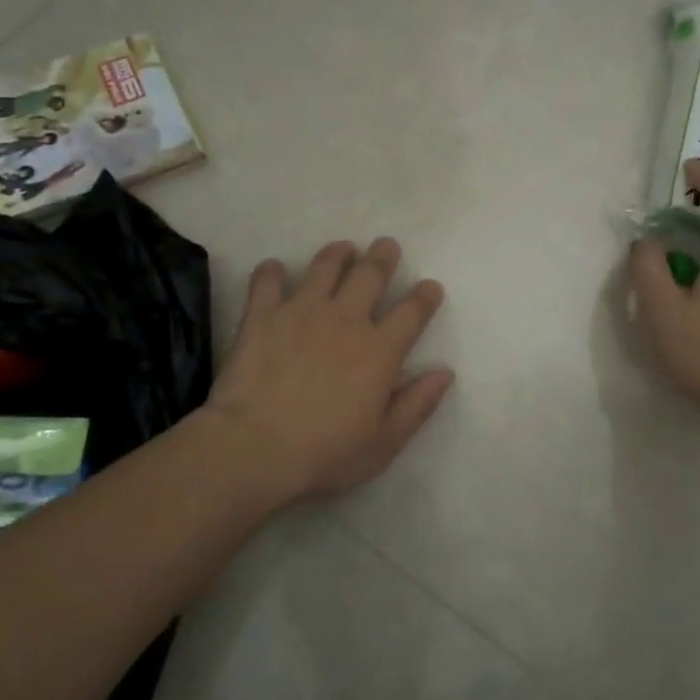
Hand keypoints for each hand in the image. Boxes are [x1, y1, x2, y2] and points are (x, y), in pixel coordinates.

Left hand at [207, 238, 454, 503]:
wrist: (255, 448)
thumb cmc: (325, 453)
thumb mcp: (383, 442)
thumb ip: (417, 405)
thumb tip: (445, 374)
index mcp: (379, 351)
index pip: (412, 312)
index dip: (425, 296)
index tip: (430, 287)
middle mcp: (345, 320)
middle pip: (370, 274)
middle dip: (382, 257)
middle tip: (386, 246)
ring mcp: (302, 312)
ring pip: (324, 267)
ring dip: (337, 254)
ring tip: (342, 249)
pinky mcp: (263, 315)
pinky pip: (268, 281)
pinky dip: (273, 272)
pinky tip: (275, 270)